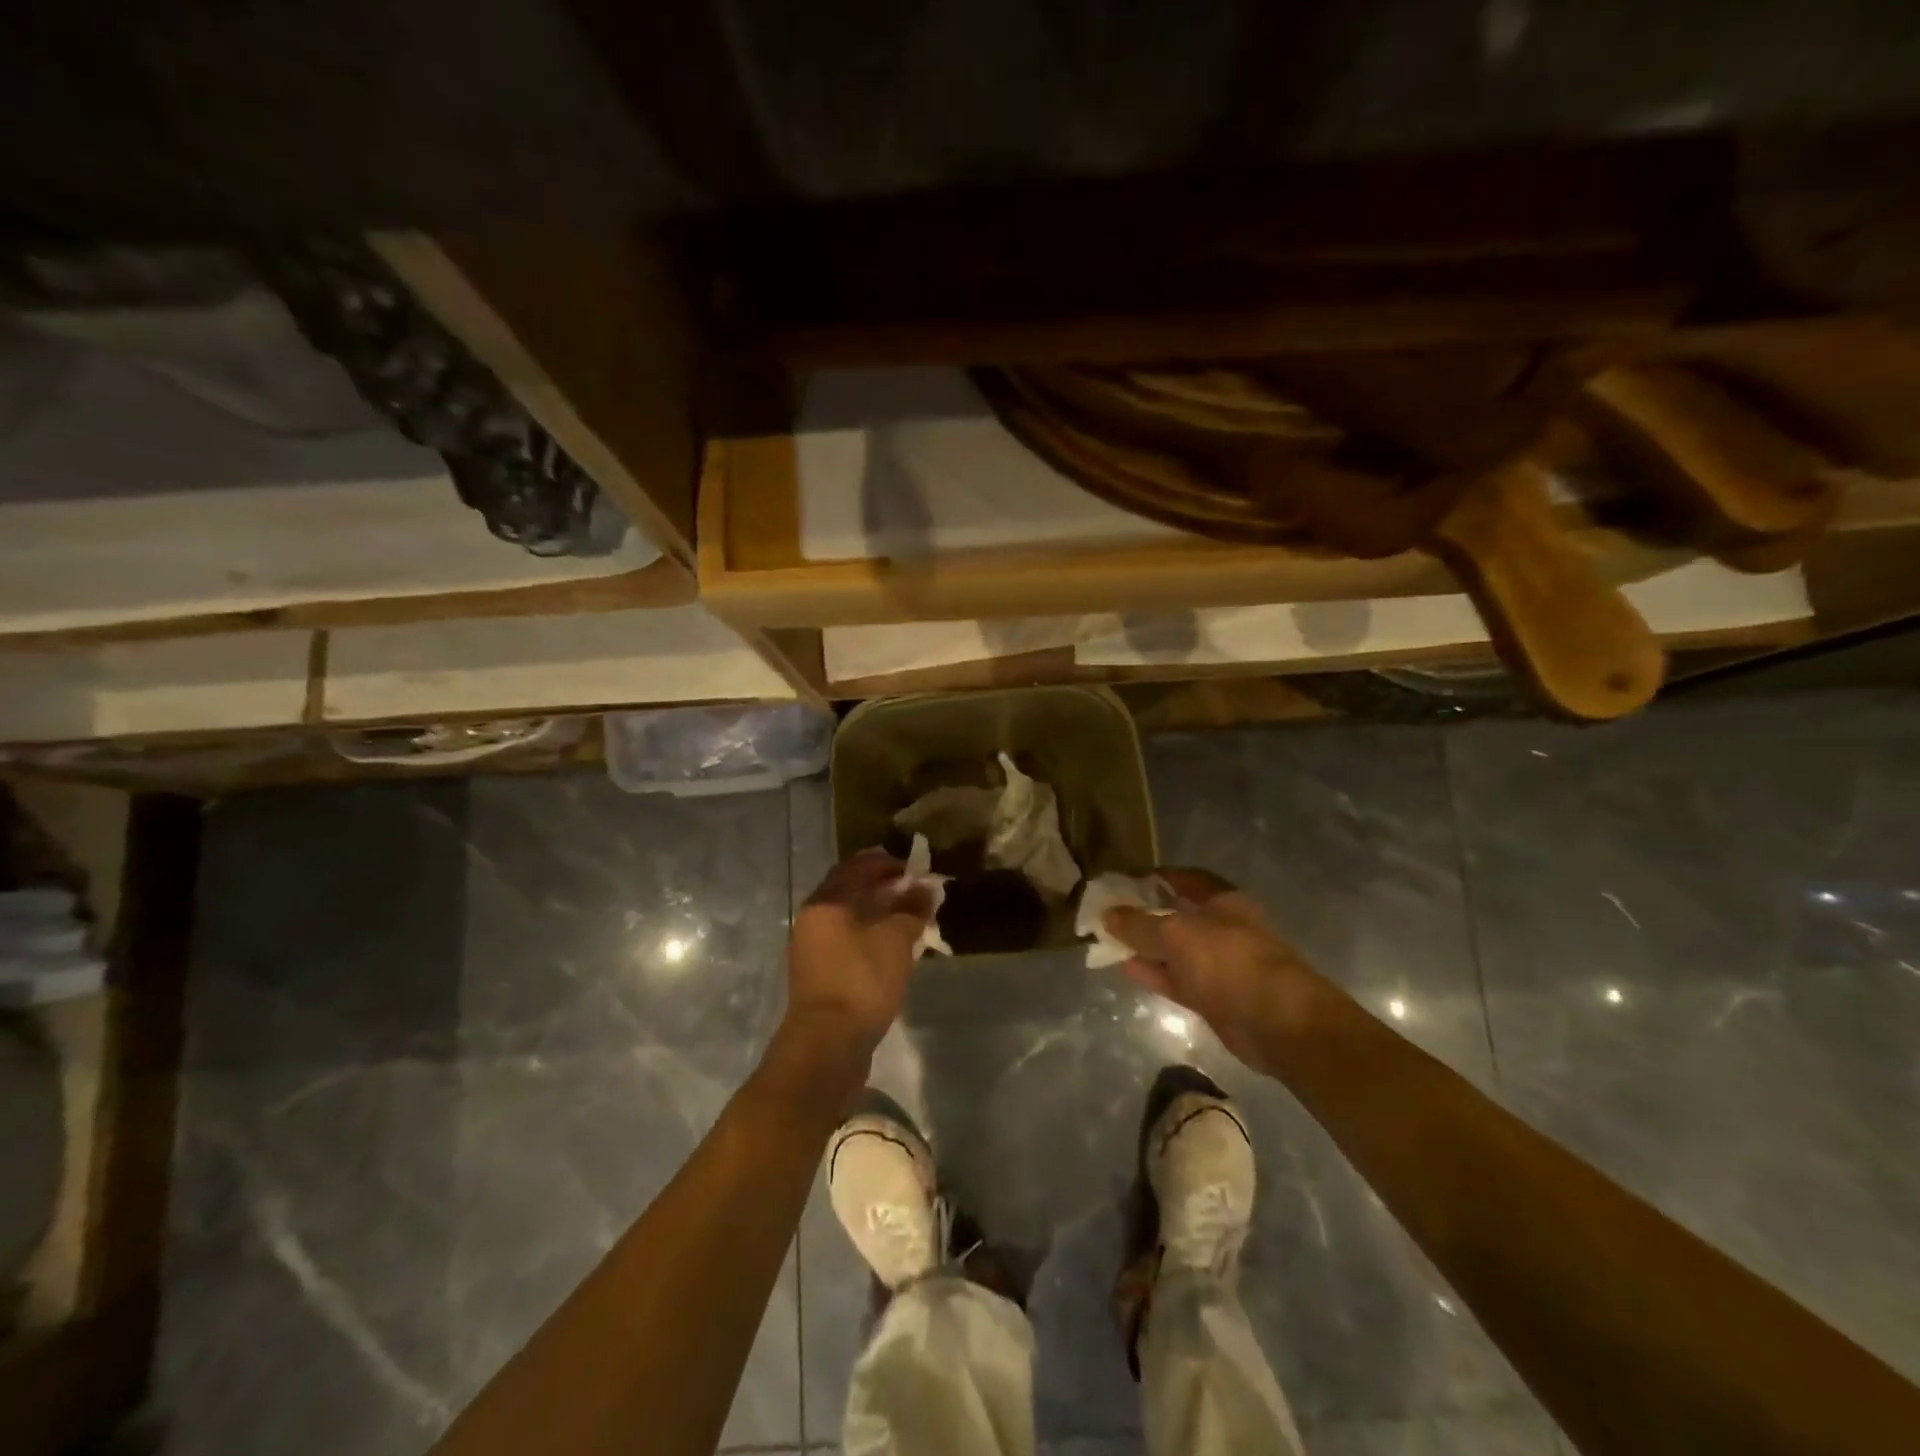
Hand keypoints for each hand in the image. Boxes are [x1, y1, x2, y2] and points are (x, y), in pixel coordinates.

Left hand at [785, 849, 933, 1061]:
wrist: (827, 1045)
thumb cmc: (861, 981)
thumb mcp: (896, 940)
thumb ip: (912, 909)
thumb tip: (927, 888)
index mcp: (826, 902)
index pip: (858, 866)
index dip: (889, 863)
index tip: (918, 871)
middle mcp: (813, 918)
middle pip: (851, 890)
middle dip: (886, 888)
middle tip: (917, 894)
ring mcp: (812, 947)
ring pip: (850, 917)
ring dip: (880, 913)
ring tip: (911, 919)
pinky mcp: (819, 973)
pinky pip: (847, 940)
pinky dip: (870, 935)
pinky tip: (894, 947)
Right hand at [1104, 868, 1315, 1070]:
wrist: (1278, 1023)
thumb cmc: (1229, 961)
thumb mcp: (1177, 934)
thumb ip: (1139, 924)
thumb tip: (1108, 915)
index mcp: (1221, 900)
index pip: (1181, 879)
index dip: (1151, 878)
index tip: (1119, 882)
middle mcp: (1220, 927)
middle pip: (1175, 914)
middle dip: (1142, 913)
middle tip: (1105, 913)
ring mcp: (1217, 963)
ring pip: (1173, 949)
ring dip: (1143, 945)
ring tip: (1105, 940)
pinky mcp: (1212, 996)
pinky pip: (1175, 978)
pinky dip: (1152, 972)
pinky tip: (1123, 967)